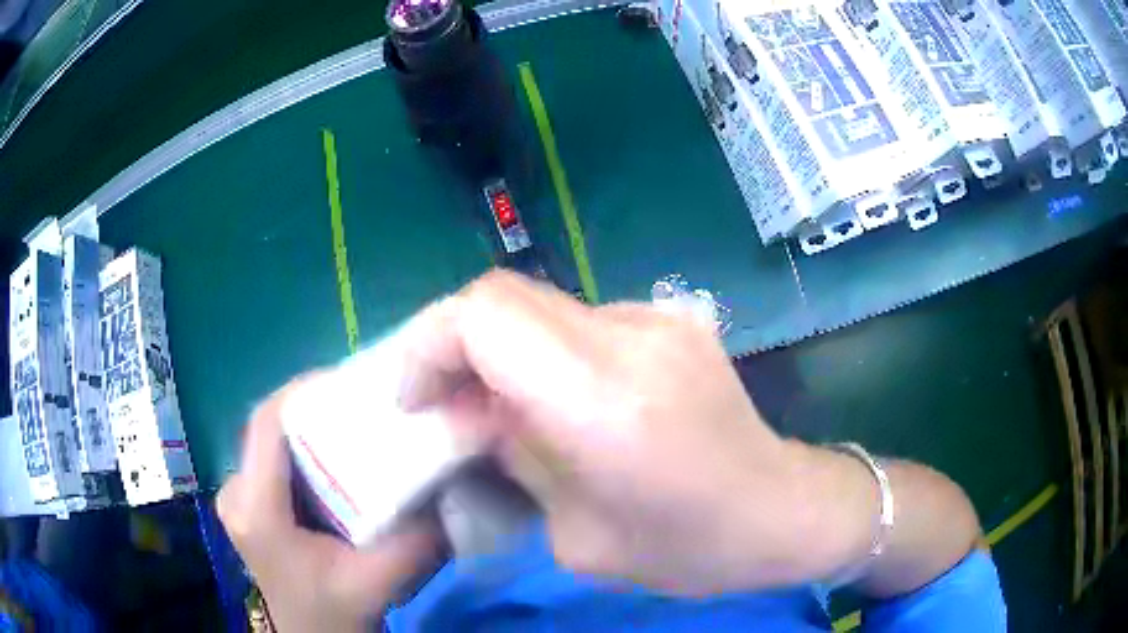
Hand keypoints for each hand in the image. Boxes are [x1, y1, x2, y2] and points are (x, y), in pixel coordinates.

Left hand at [217, 385, 438, 630]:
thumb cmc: (335, 612)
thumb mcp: (381, 579)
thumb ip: (417, 535)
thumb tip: (448, 478)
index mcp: (256, 508)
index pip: (268, 423)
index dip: (304, 390)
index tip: (350, 380)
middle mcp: (235, 492)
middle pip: (269, 426)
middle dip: (313, 406)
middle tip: (361, 401)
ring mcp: (236, 495)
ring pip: (270, 439)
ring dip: (308, 425)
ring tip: (351, 421)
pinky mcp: (246, 501)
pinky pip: (271, 457)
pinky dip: (302, 447)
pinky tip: (333, 456)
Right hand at [398, 270, 861, 594]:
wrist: (780, 509)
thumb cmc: (686, 548)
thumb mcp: (576, 537)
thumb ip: (515, 459)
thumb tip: (471, 413)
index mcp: (606, 403)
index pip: (486, 316)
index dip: (429, 346)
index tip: (414, 401)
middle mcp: (631, 339)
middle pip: (503, 295)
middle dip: (452, 345)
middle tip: (442, 405)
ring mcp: (656, 318)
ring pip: (536, 305)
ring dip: (497, 349)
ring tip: (497, 409)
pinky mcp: (669, 318)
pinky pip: (575, 320)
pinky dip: (541, 352)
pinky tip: (558, 401)